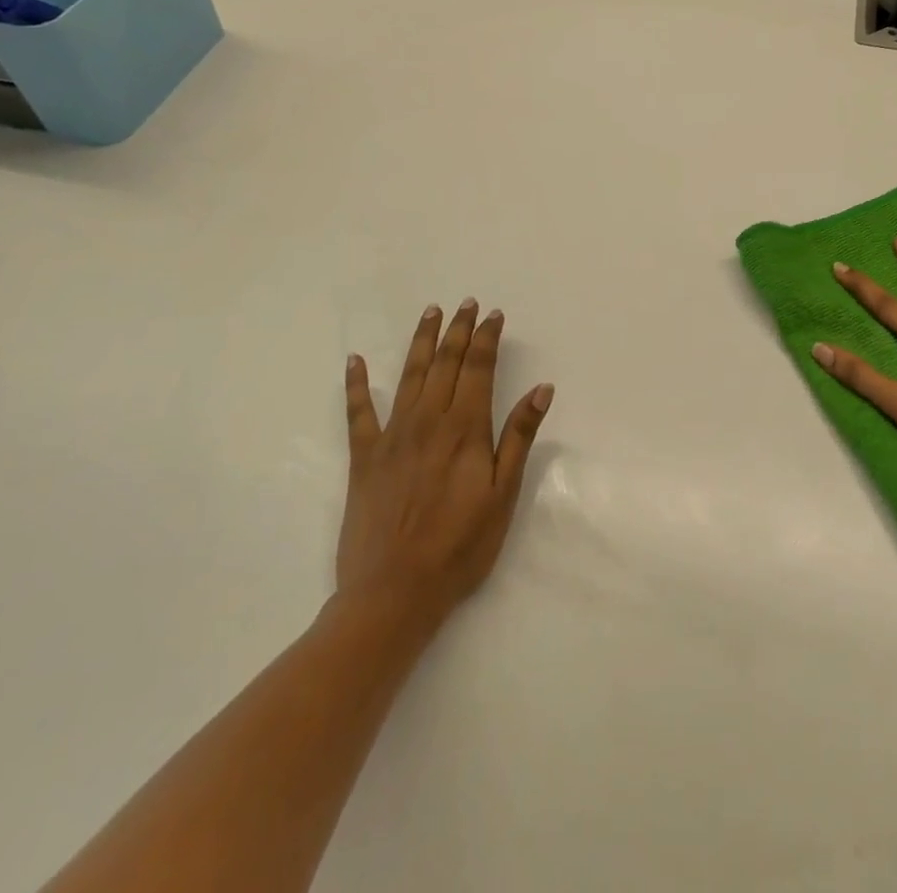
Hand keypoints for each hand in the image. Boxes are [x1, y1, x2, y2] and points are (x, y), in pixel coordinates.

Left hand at [334, 300, 552, 633]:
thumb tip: (541, 389)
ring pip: (409, 376)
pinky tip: (354, 360)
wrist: (393, 592)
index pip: (479, 369)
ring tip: (430, 312)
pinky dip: (356, 384)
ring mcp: (392, 436)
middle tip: (466, 303)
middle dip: (458, 330)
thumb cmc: (459, 547)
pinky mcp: (364, 458)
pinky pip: (358, 412)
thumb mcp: (503, 495)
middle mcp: (428, 421)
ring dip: (421, 341)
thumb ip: (519, 437)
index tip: (494, 315)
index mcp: (465, 429)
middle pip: (445, 363)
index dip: (487, 339)